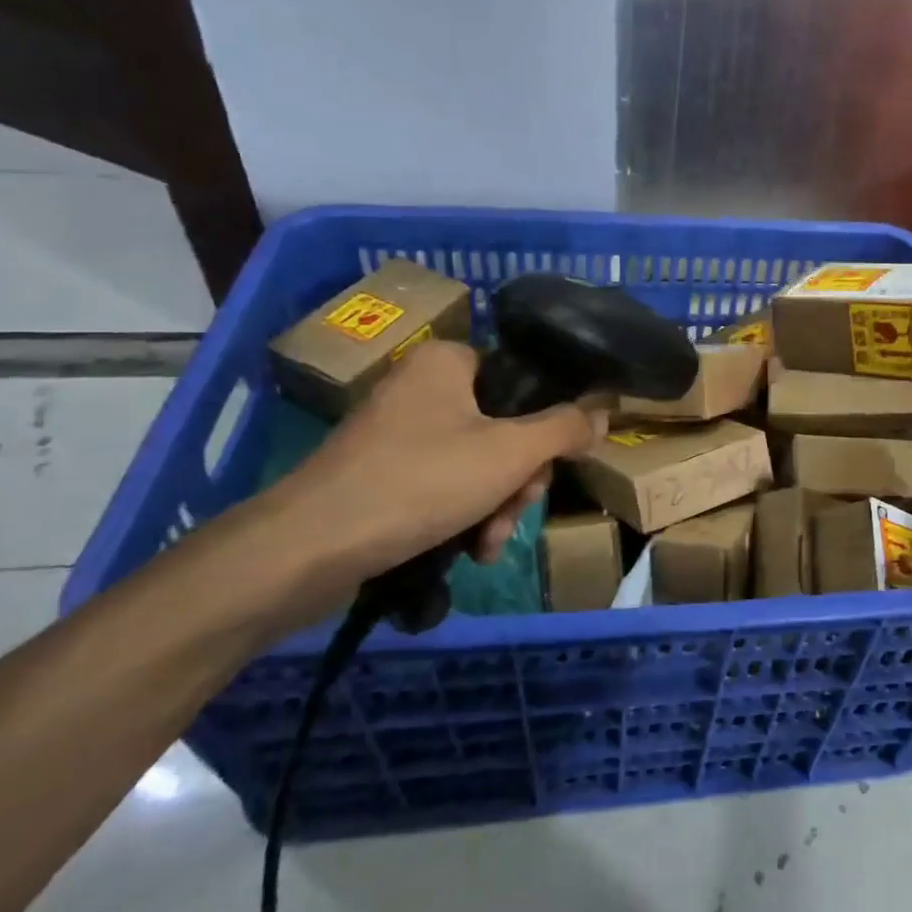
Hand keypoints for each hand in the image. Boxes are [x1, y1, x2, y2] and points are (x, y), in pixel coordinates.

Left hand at [254, 341, 606, 629]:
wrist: (309, 548)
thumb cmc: (420, 482)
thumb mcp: (511, 454)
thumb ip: (564, 429)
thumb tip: (602, 412)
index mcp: (447, 361)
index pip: (521, 381)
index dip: (545, 426)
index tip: (545, 467)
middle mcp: (420, 386)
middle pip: (503, 426)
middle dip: (518, 479)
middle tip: (516, 510)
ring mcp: (396, 431)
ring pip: (477, 461)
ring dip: (496, 504)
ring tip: (488, 544)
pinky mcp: (380, 472)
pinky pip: (443, 483)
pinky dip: (463, 513)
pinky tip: (469, 550)